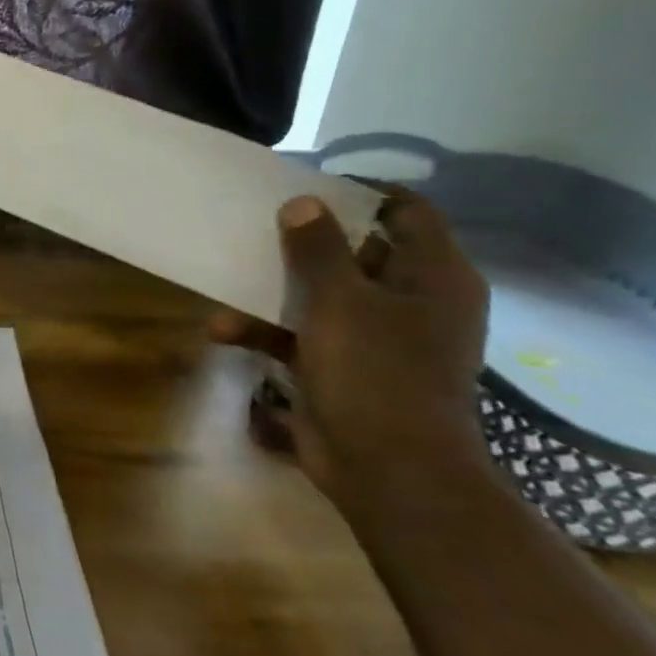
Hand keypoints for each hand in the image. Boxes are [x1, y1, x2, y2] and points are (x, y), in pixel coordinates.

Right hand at [209, 189, 491, 517]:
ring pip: (320, 293)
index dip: (361, 194)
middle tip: (256, 224)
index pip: (407, 213)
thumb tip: (303, 202)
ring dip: (272, 290)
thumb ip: (319, 248)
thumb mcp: (340, 301)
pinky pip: (301, 333)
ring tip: (226, 284)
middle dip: (301, 240)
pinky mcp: (344, 366)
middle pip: (356, 251)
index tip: (306, 185)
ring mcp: (377, 337)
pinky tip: (223, 333)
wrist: (387, 470)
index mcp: (433, 278)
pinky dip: (265, 331)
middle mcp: (410, 301)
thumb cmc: (376, 373)